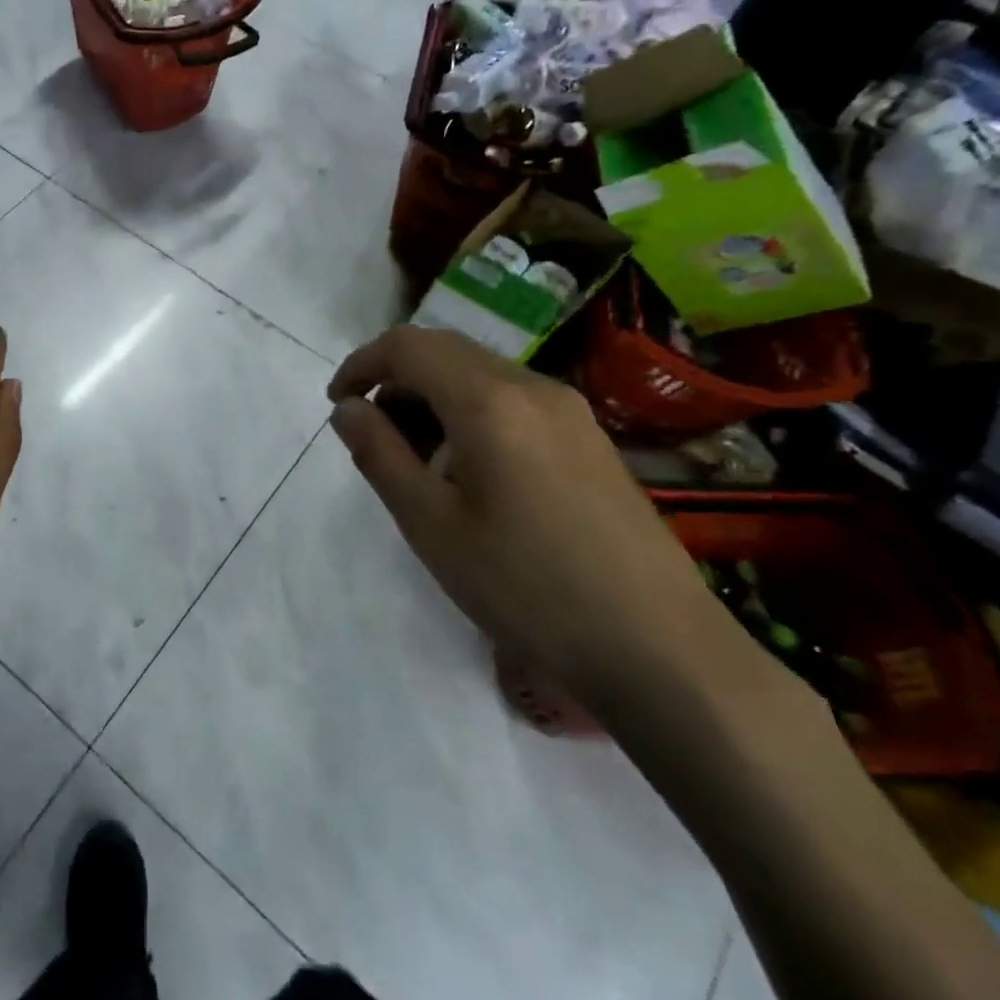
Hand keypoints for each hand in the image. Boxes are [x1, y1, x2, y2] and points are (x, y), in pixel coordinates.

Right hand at [327, 326, 723, 713]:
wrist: (662, 653)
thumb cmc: (528, 588)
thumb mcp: (431, 524)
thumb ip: (379, 453)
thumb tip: (347, 408)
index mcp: (489, 401)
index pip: (407, 346)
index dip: (361, 365)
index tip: (337, 405)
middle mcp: (532, 387)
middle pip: (444, 351)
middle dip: (394, 379)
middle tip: (371, 435)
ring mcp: (569, 411)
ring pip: (478, 374)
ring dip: (431, 397)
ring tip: (415, 460)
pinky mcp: (589, 439)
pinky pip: (511, 400)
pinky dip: (469, 413)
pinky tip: (467, 472)